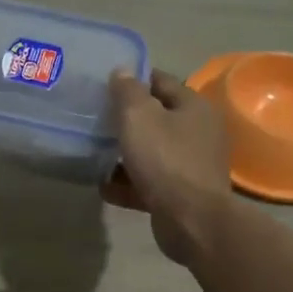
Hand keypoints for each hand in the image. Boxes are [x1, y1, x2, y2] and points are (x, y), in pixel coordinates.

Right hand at [103, 69, 233, 265]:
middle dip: (126, 120)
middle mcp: (198, 132)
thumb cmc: (165, 159)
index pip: (160, 81)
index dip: (132, 80)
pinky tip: (104, 186)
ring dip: (125, 154)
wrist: (192, 220)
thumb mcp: (139, 117)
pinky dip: (128, 183)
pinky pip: (149, 182)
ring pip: (151, 152)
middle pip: (156, 118)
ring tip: (94, 154)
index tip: (104, 85)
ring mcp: (191, 165)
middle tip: (95, 119)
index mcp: (193, 107)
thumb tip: (122, 71)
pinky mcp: (182, 194)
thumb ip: (127, 91)